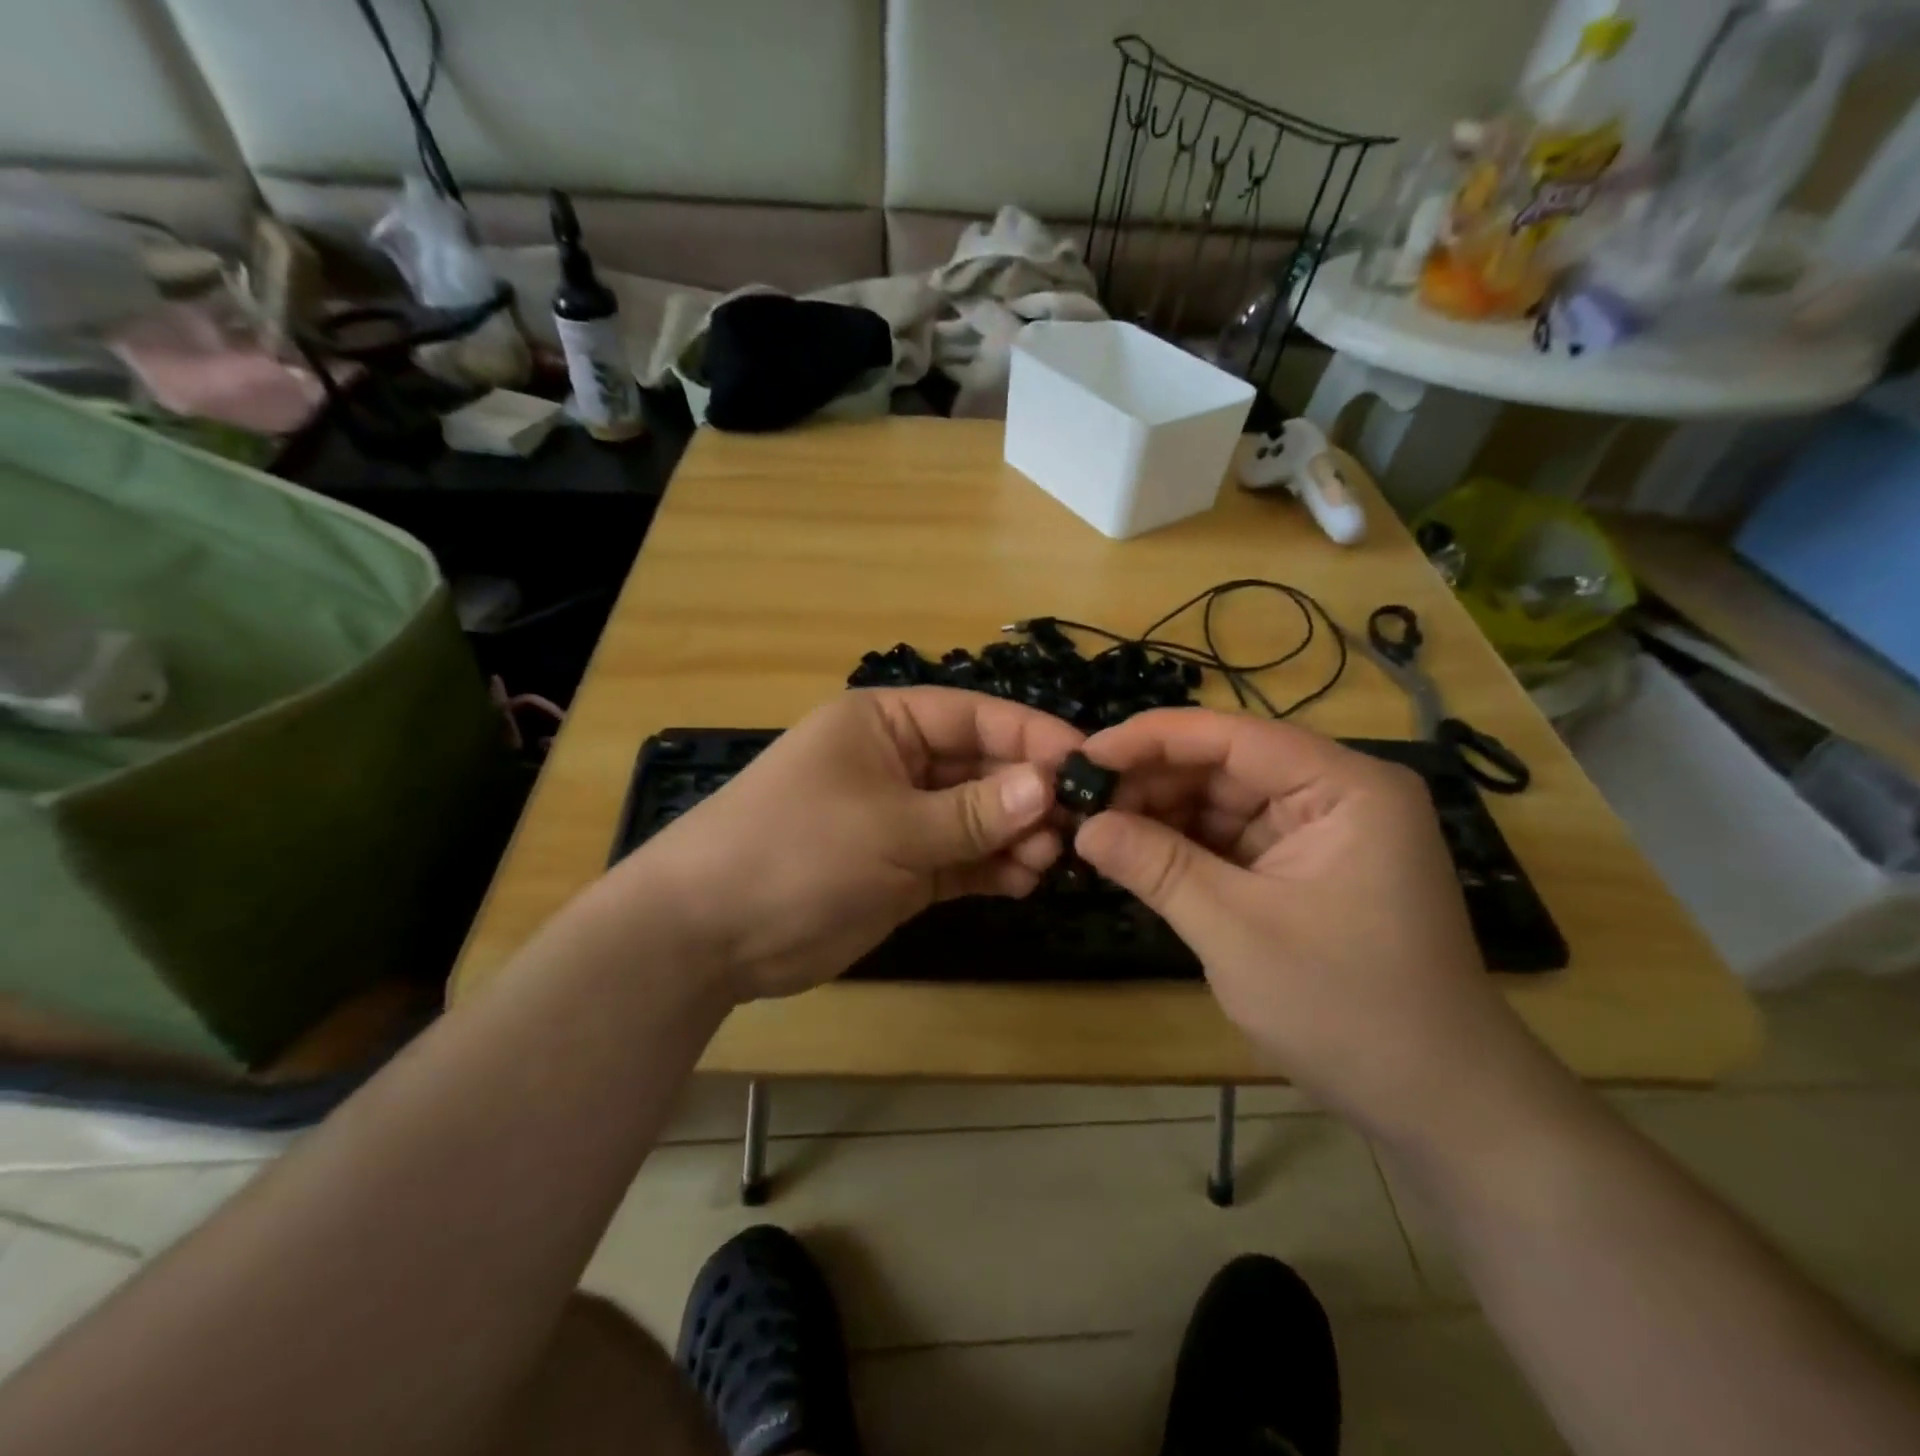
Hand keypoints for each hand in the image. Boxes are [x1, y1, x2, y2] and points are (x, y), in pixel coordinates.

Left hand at [614, 688, 1083, 1001]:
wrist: (711, 933)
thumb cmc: (798, 851)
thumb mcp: (891, 826)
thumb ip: (973, 811)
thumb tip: (1048, 786)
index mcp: (885, 724)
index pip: (974, 716)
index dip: (1032, 735)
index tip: (1088, 763)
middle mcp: (897, 762)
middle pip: (980, 767)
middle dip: (1027, 794)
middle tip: (1077, 826)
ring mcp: (900, 818)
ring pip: (976, 816)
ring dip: (1015, 835)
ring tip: (1051, 860)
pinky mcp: (901, 868)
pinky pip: (960, 858)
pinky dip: (992, 868)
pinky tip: (1024, 882)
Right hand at [1074, 709, 1523, 1134]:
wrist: (1437, 1103)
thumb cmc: (1346, 1009)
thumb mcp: (1236, 931)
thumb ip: (1157, 867)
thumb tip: (1083, 826)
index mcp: (1345, 787)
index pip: (1233, 737)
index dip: (1152, 739)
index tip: (1084, 755)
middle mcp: (1338, 793)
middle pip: (1227, 765)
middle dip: (1153, 782)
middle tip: (1081, 802)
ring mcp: (1323, 831)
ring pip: (1225, 801)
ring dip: (1162, 814)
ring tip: (1098, 829)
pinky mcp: (1307, 867)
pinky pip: (1234, 839)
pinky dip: (1186, 846)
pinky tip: (1137, 853)